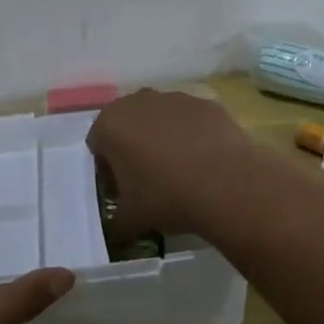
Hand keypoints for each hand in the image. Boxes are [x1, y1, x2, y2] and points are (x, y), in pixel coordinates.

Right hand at [87, 89, 265, 241]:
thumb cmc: (166, 197)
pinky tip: (204, 162)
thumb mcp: (129, 219)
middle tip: (148, 180)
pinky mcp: (206, 103)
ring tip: (180, 171)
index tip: (123, 191)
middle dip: (133, 148)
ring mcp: (175, 98)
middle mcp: (139, 101)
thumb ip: (116, 219)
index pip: (98, 145)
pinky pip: (190, 120)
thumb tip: (118, 226)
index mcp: (111, 124)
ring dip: (163, 138)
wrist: (226, 183)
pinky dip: (192, 135)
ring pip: (160, 118)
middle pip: (128, 125)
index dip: (108, 170)